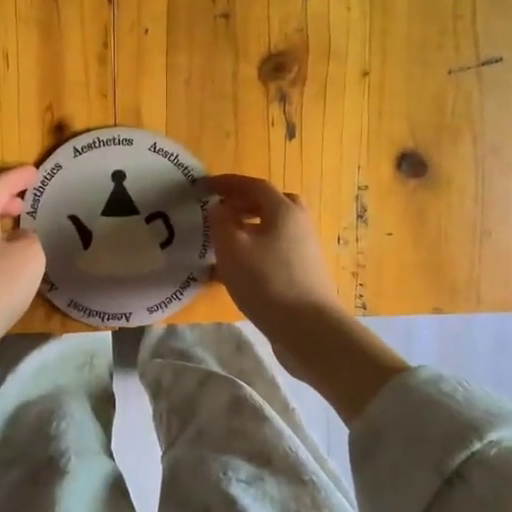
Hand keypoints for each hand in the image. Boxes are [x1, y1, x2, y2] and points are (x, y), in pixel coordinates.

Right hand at [203, 174, 344, 340]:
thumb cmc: (267, 281)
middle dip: (243, 205)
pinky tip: (233, 274)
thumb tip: (221, 208)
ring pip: (271, 231)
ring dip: (246, 231)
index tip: (203, 186)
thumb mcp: (232, 247)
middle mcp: (298, 224)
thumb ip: (221, 221)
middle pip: (270, 205)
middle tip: (219, 212)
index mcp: (284, 210)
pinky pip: (273, 252)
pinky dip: (253, 253)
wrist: (308, 328)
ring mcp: (303, 250)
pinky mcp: (302, 274)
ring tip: (221, 245)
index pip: (254, 186)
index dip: (227, 183)